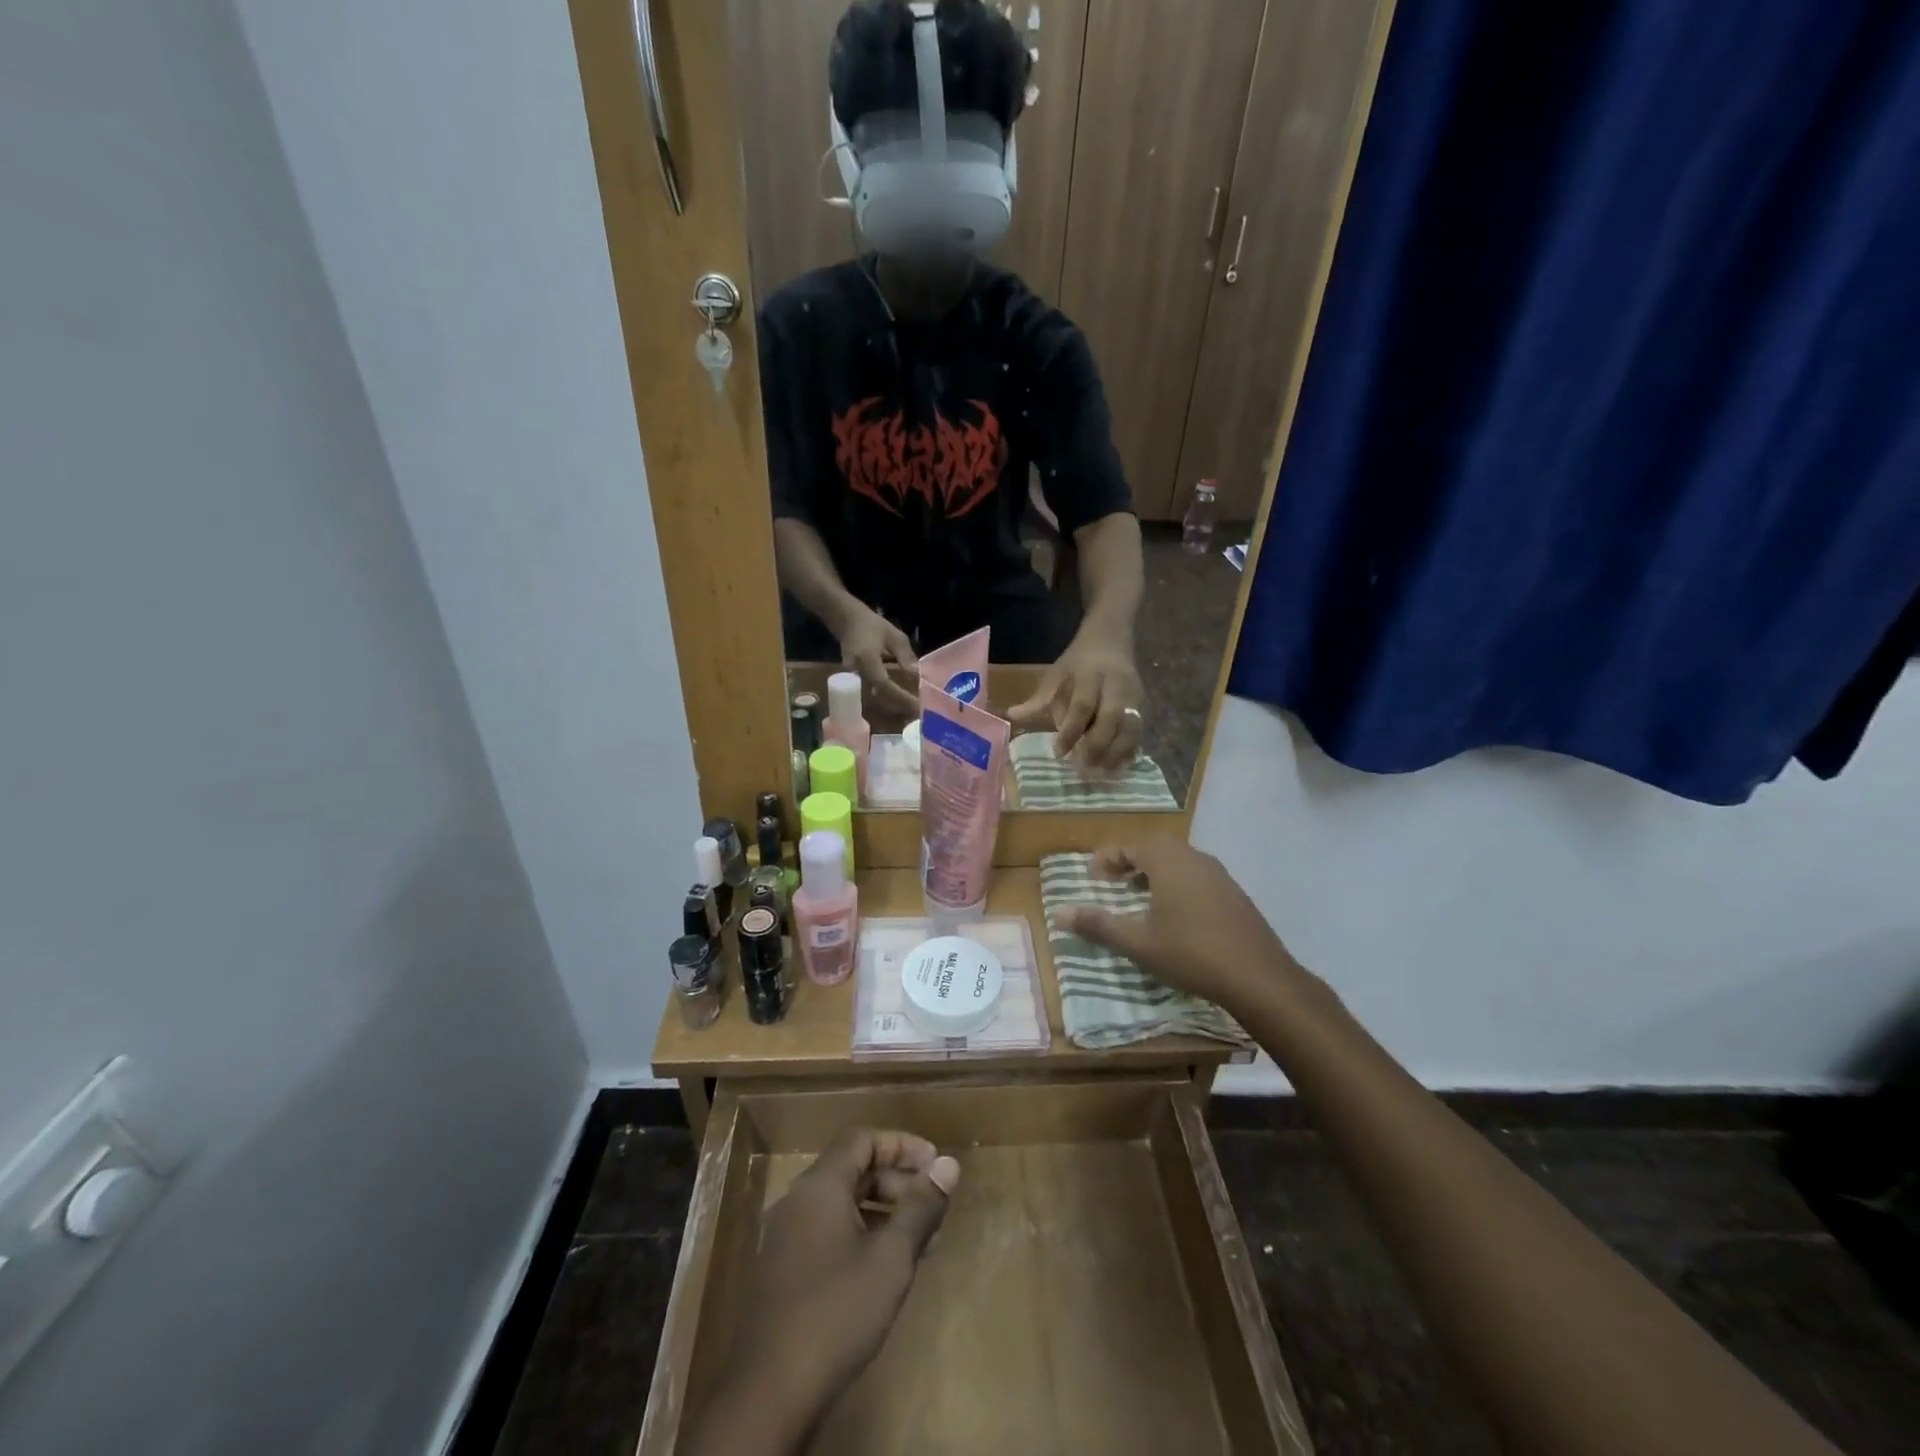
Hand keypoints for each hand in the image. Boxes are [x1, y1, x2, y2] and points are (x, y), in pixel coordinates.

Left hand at [694, 1129, 959, 1450]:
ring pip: (842, 1204)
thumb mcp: (891, 1258)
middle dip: (897, 1182)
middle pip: (853, 1170)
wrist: (769, 1393)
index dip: (901, 1145)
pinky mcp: (783, 1271)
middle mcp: (798, 1200)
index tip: (934, 1164)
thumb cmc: (837, 1312)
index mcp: (820, 1186)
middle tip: (932, 1206)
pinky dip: (862, 1235)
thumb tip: (949, 1164)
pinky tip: (886, 1269)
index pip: (862, 1140)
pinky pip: (829, 1232)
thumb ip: (921, 1207)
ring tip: (922, 1242)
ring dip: (883, 1212)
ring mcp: (786, 1237)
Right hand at [834, 602, 920, 717]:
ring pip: (873, 703)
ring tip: (911, 712)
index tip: (919, 706)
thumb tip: (918, 677)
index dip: (901, 697)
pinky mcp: (852, 685)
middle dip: (899, 708)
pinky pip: (869, 700)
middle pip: (878, 700)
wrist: (847, 622)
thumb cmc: (872, 626)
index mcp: (866, 660)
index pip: (884, 685)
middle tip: (919, 713)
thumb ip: (906, 657)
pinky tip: (899, 706)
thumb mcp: (895, 637)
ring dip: (892, 710)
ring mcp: (851, 681)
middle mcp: (856, 674)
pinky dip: (885, 705)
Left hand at [1008, 631, 1142, 767]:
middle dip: (1097, 745)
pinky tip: (1116, 768)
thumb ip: (1038, 699)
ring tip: (1098, 772)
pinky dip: (1129, 752)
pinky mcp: (1144, 706)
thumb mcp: (1056, 674)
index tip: (1059, 752)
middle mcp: (1116, 685)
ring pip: (1130, 728)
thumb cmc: (1077, 662)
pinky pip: (1139, 733)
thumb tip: (1011, 717)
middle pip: (1112, 718)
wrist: (1110, 640)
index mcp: (1091, 675)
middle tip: (1081, 767)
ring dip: (1115, 753)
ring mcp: (1134, 696)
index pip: (1082, 706)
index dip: (1071, 731)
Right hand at [1055, 840, 1303, 1014]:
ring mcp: (1219, 874)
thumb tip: (1059, 913)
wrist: (1258, 977)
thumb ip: (1099, 924)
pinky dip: (1177, 882)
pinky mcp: (1234, 893)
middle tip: (1113, 881)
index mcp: (1168, 862)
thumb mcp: (1138, 942)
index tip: (1092, 875)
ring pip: (1179, 860)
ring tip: (1139, 894)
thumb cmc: (1191, 953)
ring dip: (1155, 870)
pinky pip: (1197, 875)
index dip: (1108, 857)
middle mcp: (1194, 858)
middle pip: (1156, 847)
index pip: (1131, 846)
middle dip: (1131, 860)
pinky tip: (1174, 912)